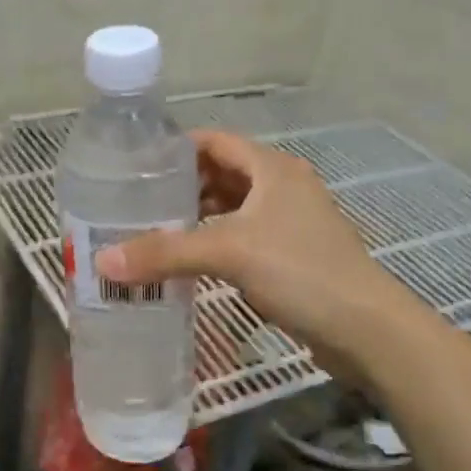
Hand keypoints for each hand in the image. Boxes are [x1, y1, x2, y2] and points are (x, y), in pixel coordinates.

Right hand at [96, 130, 426, 356]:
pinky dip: (216, 240)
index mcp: (272, 168)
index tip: (137, 164)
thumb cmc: (300, 271)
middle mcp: (282, 186)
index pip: (215, 141)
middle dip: (182, 184)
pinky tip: (190, 259)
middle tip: (137, 200)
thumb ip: (166, 253)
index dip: (177, 148)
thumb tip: (103, 261)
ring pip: (233, 206)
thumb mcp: (229, 253)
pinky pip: (244, 235)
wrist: (367, 329)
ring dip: (198, 214)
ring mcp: (290, 221)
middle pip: (223, 173)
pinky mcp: (292, 254)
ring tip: (155, 228)